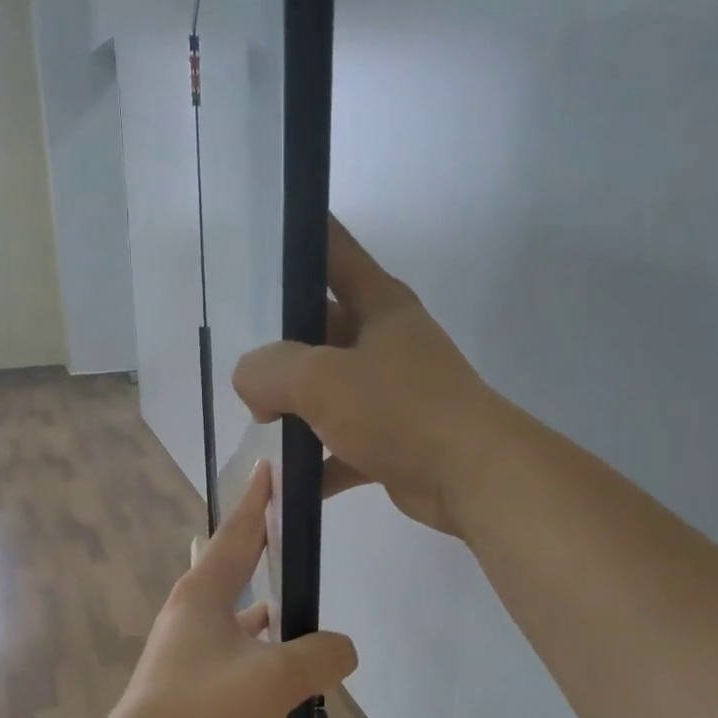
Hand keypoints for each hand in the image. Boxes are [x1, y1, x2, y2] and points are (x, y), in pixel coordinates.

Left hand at [109, 462, 358, 717]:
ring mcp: (182, 643)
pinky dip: (251, 639)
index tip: (269, 468)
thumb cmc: (204, 707)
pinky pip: (226, 641)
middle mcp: (189, 609)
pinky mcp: (182, 675)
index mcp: (205, 592)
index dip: (258, 500)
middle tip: (283, 526)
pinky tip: (269, 656)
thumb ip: (321, 656)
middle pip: (229, 562)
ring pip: (227, 606)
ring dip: (254, 597)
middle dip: (256, 542)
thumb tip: (344, 649)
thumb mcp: (277, 678)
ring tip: (286, 597)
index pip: (238, 532)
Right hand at [232, 217, 502, 535]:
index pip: (333, 251)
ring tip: (259, 423)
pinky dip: (318, 462)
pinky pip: (343, 445)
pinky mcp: (395, 441)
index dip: (299, 237)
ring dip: (297, 409)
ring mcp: (393, 393)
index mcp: (379, 304)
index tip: (261, 238)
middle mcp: (387, 342)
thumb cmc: (398, 410)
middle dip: (283, 349)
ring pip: (331, 391)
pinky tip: (288, 480)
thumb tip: (251, 385)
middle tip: (246, 370)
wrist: (471, 476)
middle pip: (322, 329)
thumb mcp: (320, 379)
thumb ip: (269, 371)